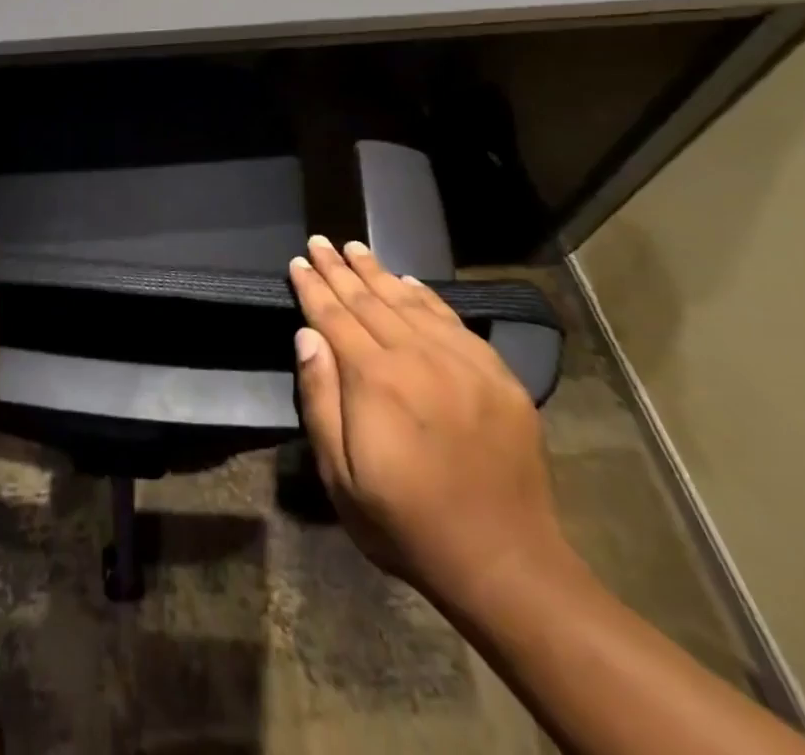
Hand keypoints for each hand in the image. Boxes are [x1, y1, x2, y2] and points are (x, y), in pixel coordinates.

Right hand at [288, 235, 569, 609]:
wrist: (506, 564)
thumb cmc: (407, 524)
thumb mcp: (341, 475)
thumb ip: (320, 399)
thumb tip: (306, 336)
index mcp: (376, 380)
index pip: (334, 317)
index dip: (313, 287)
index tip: (298, 261)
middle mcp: (418, 357)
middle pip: (369, 300)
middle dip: (340, 269)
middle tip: (321, 240)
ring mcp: (462, 363)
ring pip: (410, 302)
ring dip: (379, 272)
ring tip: (356, 247)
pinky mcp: (496, 375)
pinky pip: (453, 321)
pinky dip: (426, 296)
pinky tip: (410, 281)